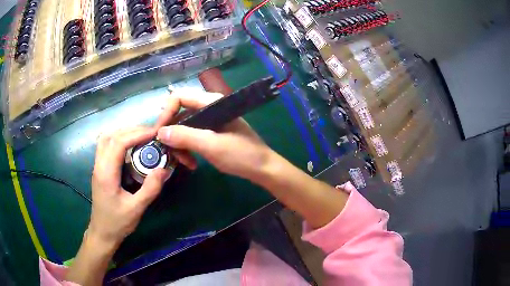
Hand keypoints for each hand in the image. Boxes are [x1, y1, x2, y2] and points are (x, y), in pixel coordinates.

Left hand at [89, 127, 170, 246]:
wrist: (102, 232)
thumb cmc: (117, 223)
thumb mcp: (136, 209)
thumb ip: (150, 189)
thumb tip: (163, 169)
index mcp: (106, 173)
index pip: (119, 143)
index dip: (137, 134)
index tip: (155, 133)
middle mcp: (99, 165)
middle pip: (111, 135)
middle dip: (131, 130)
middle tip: (150, 133)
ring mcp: (97, 166)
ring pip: (106, 138)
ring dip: (123, 132)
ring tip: (141, 136)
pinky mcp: (100, 169)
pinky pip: (106, 145)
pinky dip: (118, 139)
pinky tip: (130, 145)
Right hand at [155, 90, 274, 181]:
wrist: (262, 168)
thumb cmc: (241, 155)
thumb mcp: (211, 145)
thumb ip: (185, 136)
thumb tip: (160, 132)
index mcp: (211, 103)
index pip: (179, 97)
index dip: (166, 113)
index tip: (158, 133)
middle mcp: (209, 108)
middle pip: (180, 114)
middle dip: (172, 134)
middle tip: (169, 152)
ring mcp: (210, 121)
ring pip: (184, 128)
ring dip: (179, 145)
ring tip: (184, 162)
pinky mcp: (212, 133)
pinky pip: (192, 137)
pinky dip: (187, 148)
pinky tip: (191, 163)